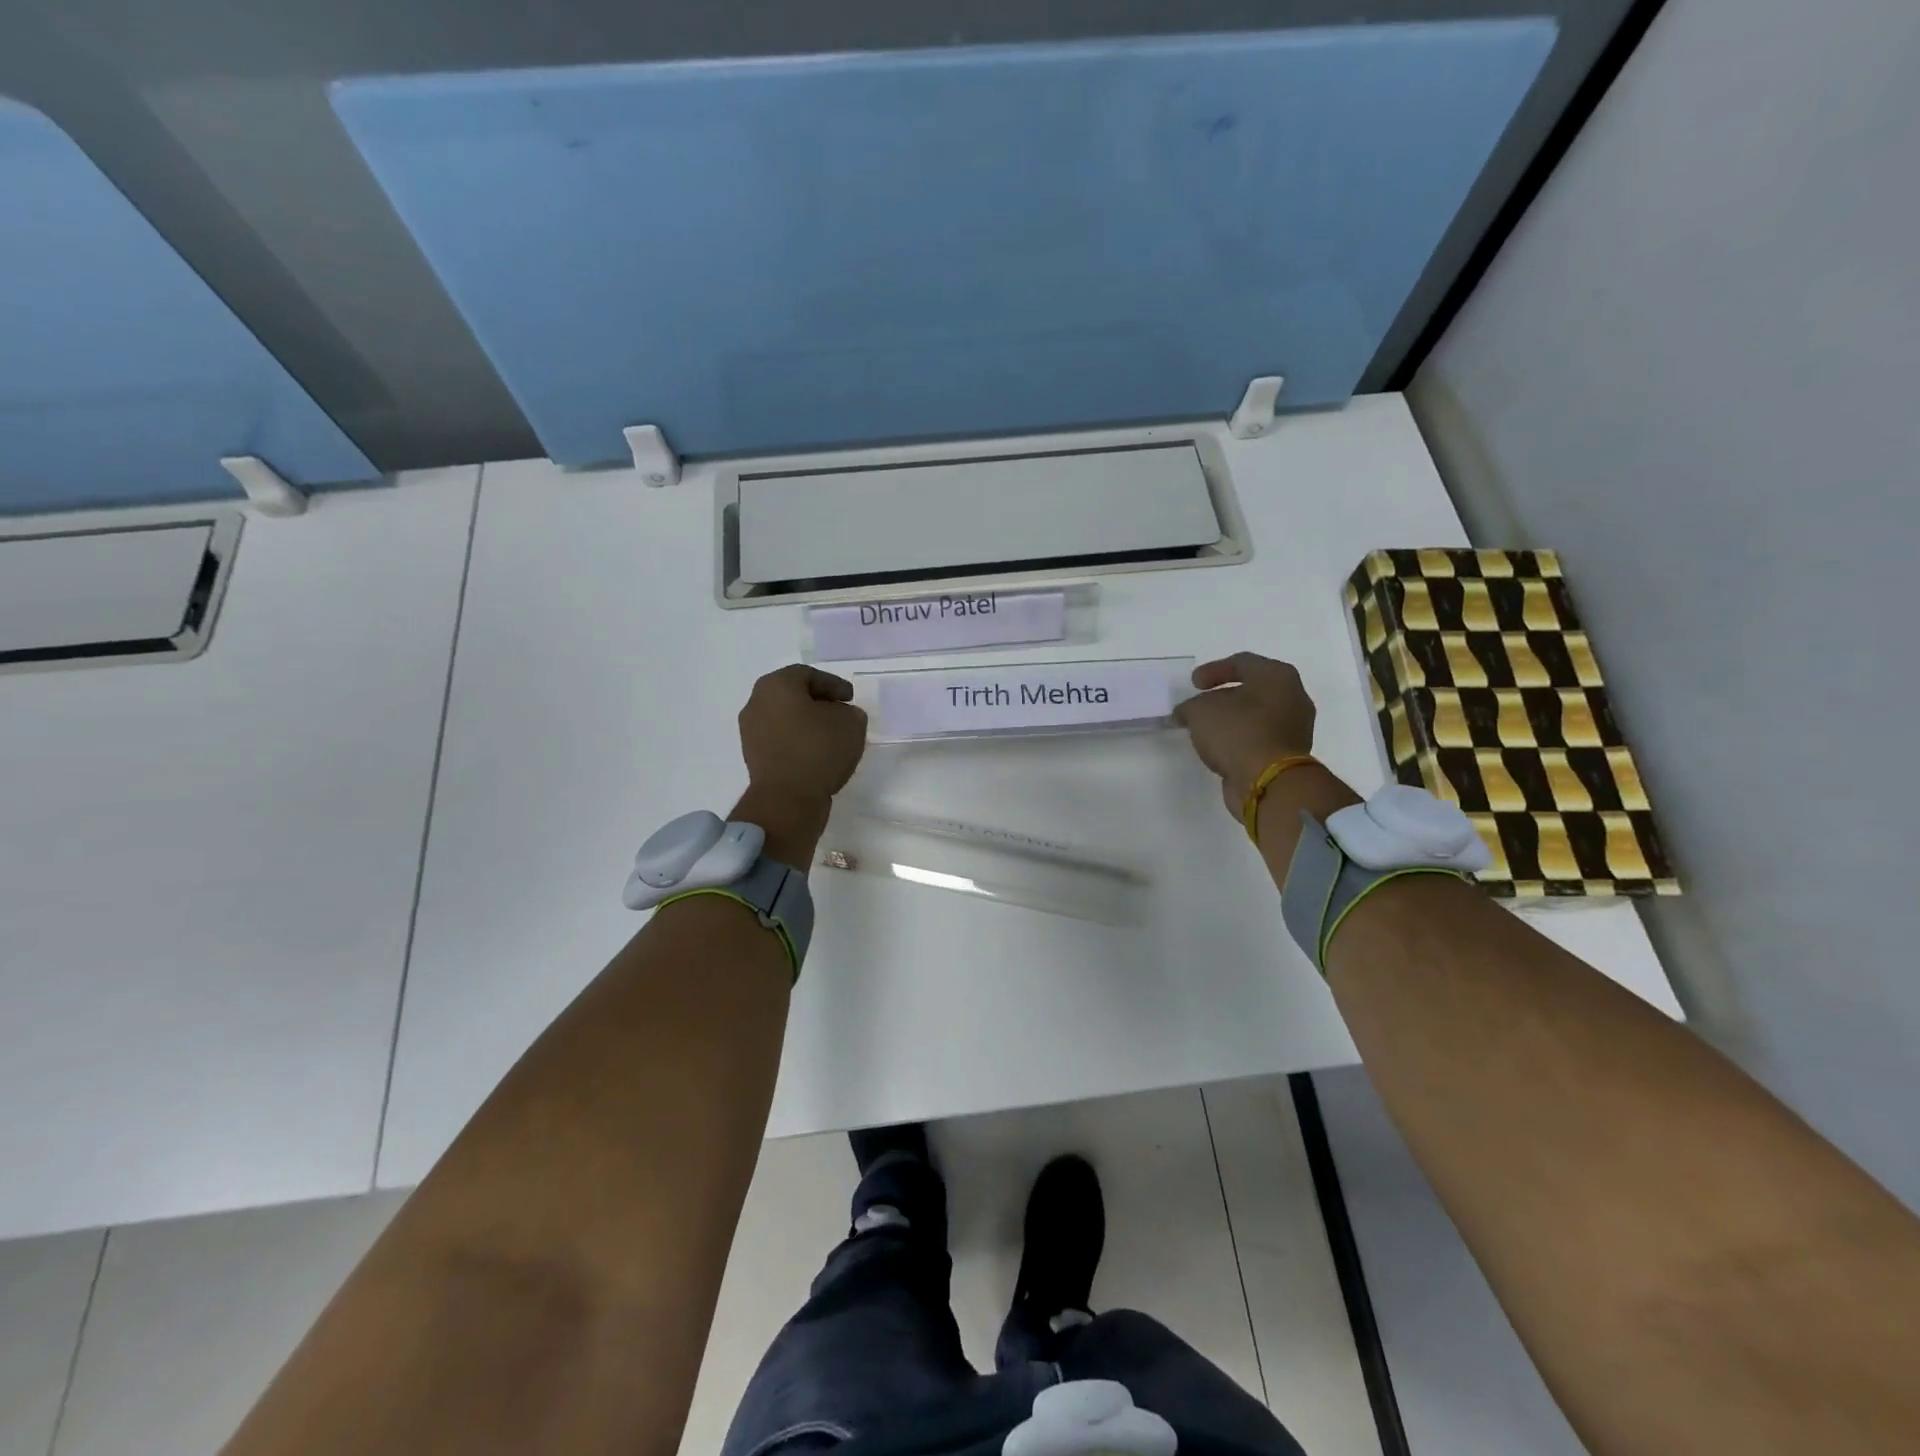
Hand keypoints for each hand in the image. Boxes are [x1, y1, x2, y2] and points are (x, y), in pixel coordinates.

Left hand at [738, 664, 867, 806]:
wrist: (787, 798)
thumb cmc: (819, 750)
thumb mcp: (851, 723)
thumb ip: (850, 713)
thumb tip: (841, 716)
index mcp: (776, 685)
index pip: (808, 675)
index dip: (833, 684)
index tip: (850, 698)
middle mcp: (756, 703)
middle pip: (792, 694)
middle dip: (818, 702)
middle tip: (840, 713)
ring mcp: (750, 731)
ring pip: (784, 718)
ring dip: (807, 723)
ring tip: (831, 736)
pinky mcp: (753, 757)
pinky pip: (780, 740)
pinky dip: (798, 741)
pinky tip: (817, 754)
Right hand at [1173, 653, 1318, 815]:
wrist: (1268, 782)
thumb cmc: (1238, 732)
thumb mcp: (1200, 711)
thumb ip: (1190, 706)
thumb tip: (1186, 713)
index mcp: (1277, 676)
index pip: (1242, 662)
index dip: (1213, 670)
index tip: (1193, 684)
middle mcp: (1293, 697)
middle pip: (1253, 688)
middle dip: (1224, 696)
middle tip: (1201, 703)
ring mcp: (1295, 728)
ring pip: (1257, 715)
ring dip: (1232, 719)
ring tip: (1207, 729)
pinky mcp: (1289, 754)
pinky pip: (1259, 738)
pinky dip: (1240, 739)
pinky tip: (1221, 747)